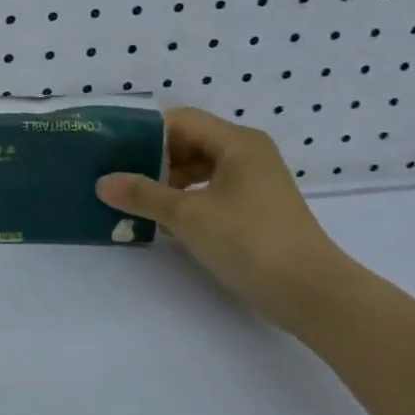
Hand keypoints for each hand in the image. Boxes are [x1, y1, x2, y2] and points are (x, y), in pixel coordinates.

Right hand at [95, 107, 349, 334]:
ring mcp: (254, 182)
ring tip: (133, 199)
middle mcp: (248, 154)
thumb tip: (102, 182)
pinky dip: (184, 199)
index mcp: (237, 142)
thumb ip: (142, 194)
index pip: (179, 120)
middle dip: (151, 158)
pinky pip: (209, 190)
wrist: (312, 294)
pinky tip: (161, 220)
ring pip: (198, 168)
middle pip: (188, 142)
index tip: (111, 149)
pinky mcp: (255, 209)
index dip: (143, 131)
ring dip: (165, 181)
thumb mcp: (188, 215)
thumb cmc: (250, 241)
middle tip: (116, 176)